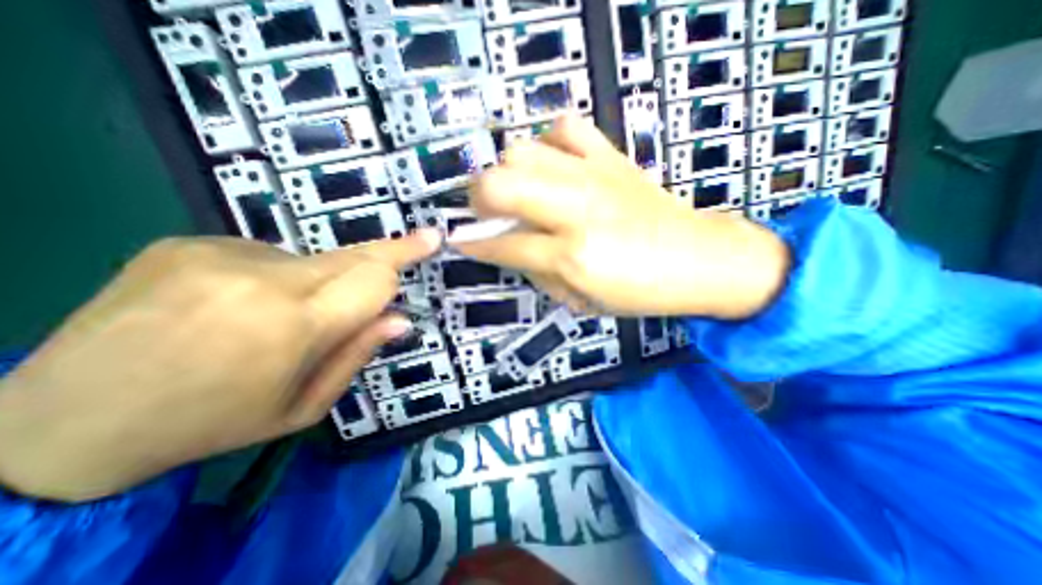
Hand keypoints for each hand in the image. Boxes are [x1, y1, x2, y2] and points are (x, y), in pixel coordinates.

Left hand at [0, 230, 438, 500]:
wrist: (58, 424)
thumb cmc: (211, 423)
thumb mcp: (302, 406)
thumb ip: (357, 355)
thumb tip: (399, 319)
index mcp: (291, 327)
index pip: (373, 277)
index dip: (405, 258)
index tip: (431, 240)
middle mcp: (260, 280)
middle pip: (352, 255)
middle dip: (386, 254)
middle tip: (419, 241)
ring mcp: (218, 254)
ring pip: (312, 258)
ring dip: (319, 281)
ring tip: (280, 317)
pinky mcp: (188, 242)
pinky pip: (267, 255)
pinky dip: (276, 277)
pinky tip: (239, 305)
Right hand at [456, 114, 790, 318]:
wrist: (702, 258)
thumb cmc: (642, 292)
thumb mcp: (584, 300)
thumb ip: (539, 274)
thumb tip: (508, 250)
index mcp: (572, 255)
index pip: (504, 246)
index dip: (474, 245)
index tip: (460, 241)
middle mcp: (577, 210)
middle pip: (501, 184)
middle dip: (479, 198)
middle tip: (485, 211)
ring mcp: (595, 176)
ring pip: (523, 150)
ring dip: (509, 172)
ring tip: (519, 190)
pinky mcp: (613, 157)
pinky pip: (566, 127)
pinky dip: (549, 142)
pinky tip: (554, 164)